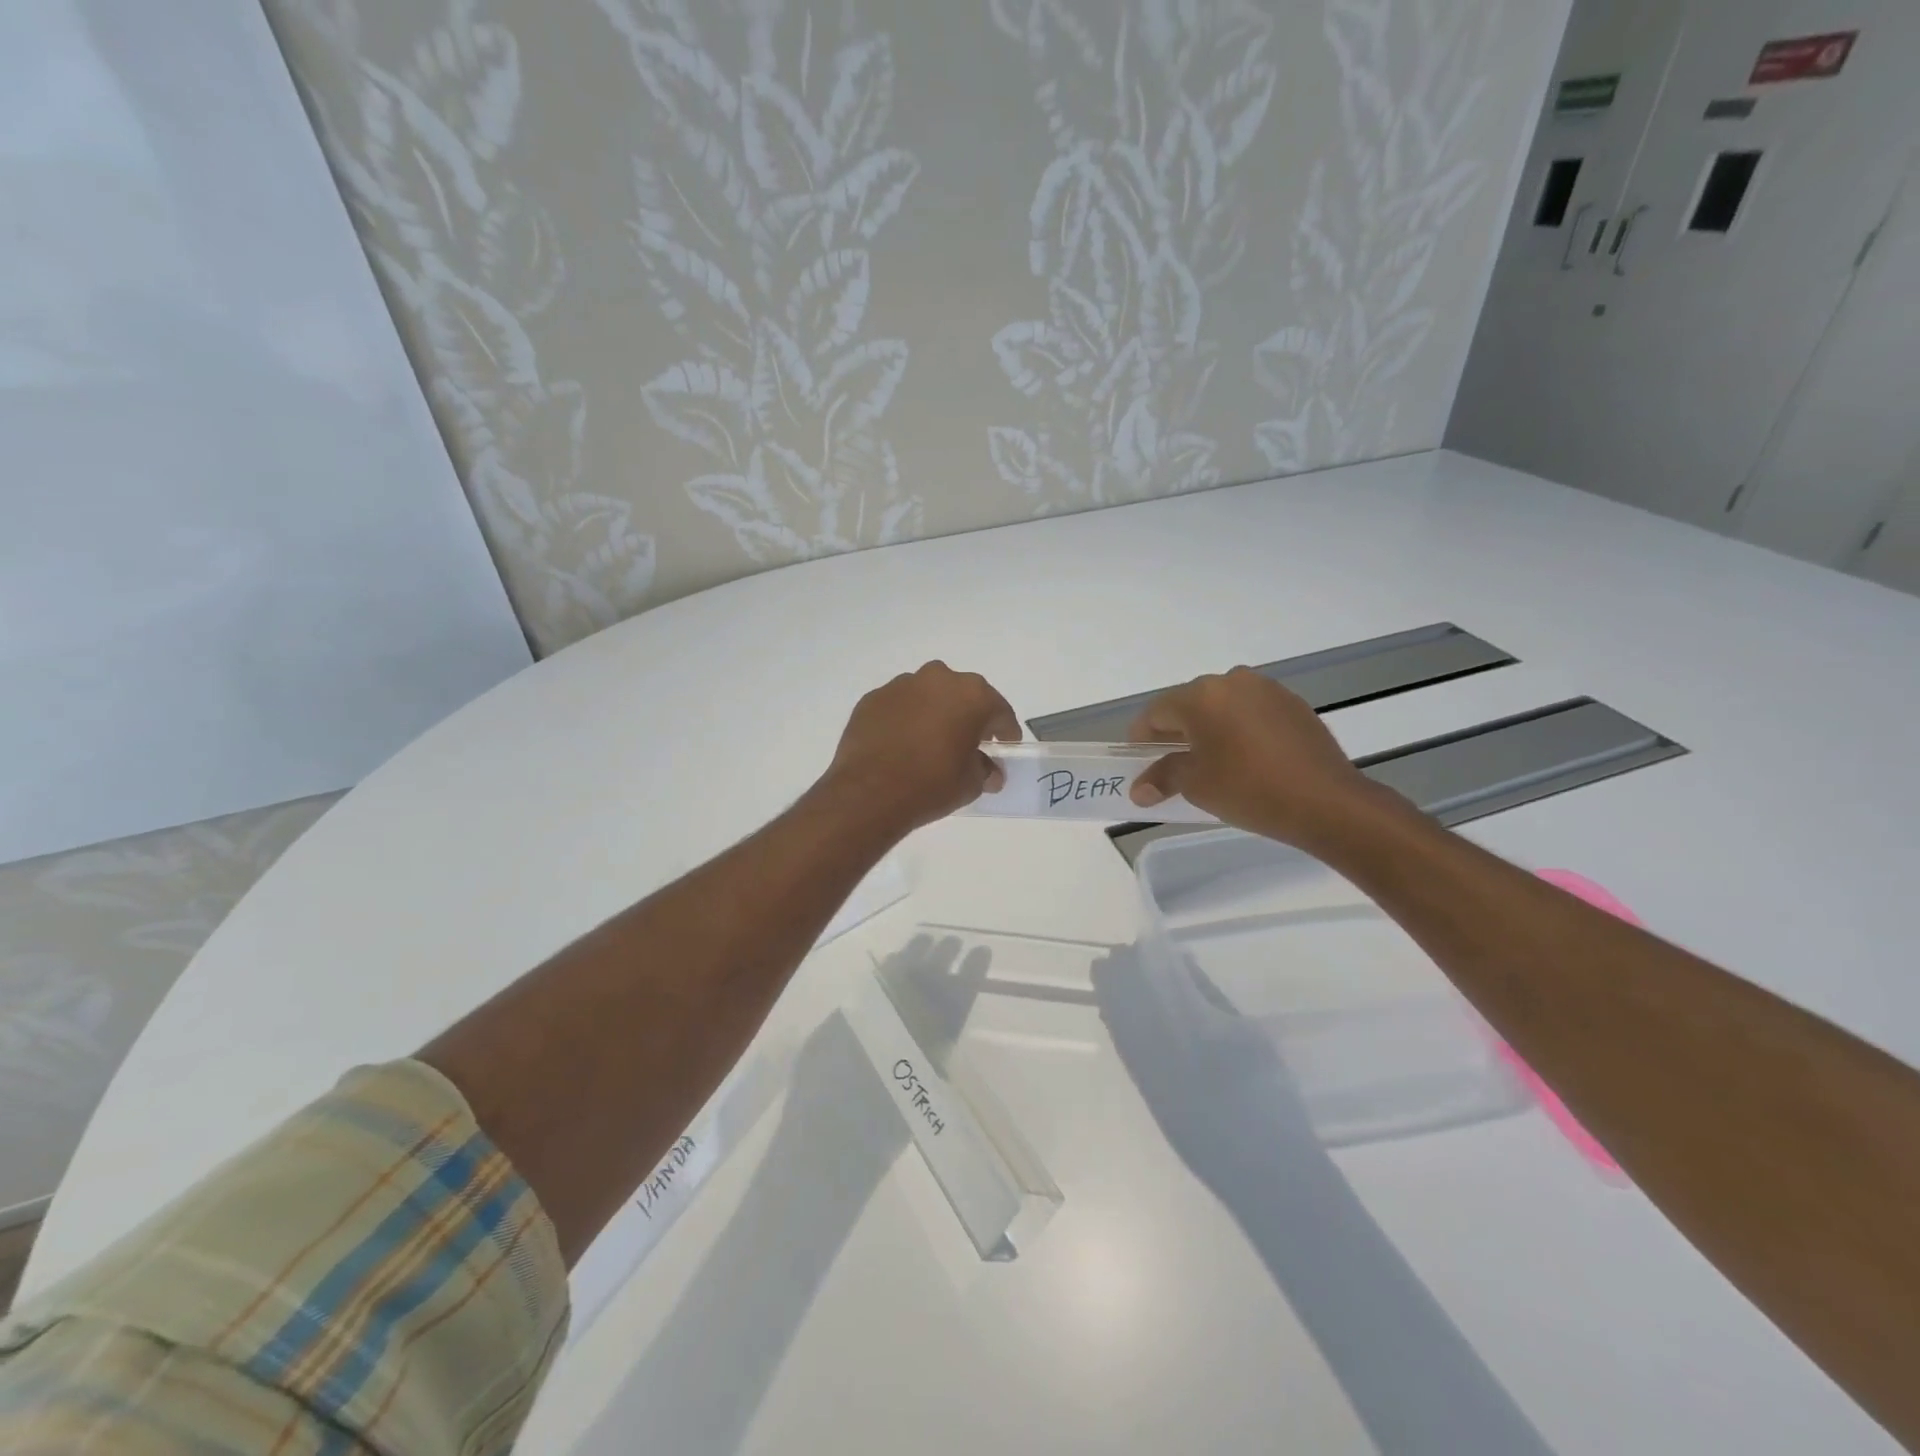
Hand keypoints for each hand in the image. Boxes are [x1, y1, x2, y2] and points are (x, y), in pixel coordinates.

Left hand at [822, 662, 1020, 831]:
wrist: (869, 792)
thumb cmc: (931, 784)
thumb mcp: (971, 783)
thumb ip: (985, 770)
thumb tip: (989, 771)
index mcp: (972, 695)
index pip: (999, 711)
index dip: (1005, 731)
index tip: (1005, 746)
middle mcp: (938, 679)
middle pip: (963, 696)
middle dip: (968, 716)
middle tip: (968, 742)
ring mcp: (902, 685)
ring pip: (928, 696)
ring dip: (934, 713)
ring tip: (931, 743)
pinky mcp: (873, 698)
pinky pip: (899, 706)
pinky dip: (905, 719)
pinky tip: (902, 744)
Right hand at [1127, 667, 1377, 846]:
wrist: (1326, 801)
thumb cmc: (1249, 790)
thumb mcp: (1196, 785)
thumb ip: (1163, 777)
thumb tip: (1139, 789)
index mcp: (1200, 696)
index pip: (1156, 712)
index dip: (1142, 737)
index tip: (1140, 761)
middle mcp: (1231, 681)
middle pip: (1189, 704)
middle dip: (1176, 732)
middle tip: (1173, 764)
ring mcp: (1266, 689)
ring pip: (1222, 706)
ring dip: (1209, 729)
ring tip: (1212, 762)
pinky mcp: (1293, 704)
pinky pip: (1251, 712)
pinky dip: (1239, 729)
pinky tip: (1246, 758)